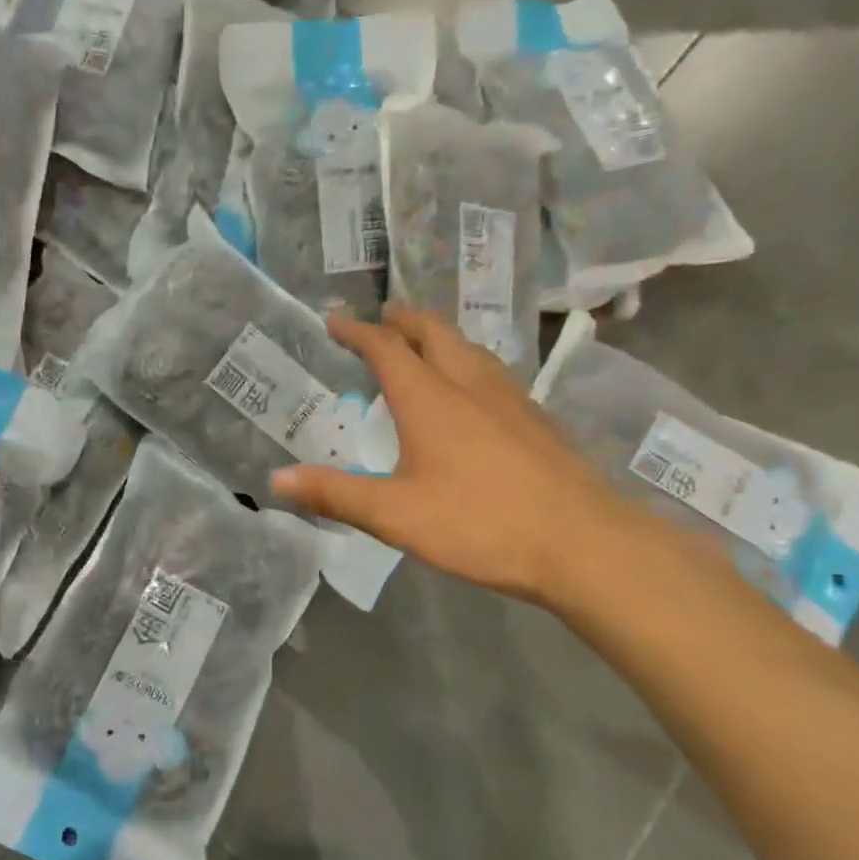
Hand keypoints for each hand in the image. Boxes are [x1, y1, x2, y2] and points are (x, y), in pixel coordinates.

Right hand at [270, 307, 635, 606]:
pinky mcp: (536, 420)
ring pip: (469, 349)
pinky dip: (466, 363)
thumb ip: (335, 494)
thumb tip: (275, 480)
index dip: (357, 331)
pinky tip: (472, 392)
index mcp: (429, 399)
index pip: (386, 348)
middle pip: (434, 333)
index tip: (335, 319)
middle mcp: (469, 385)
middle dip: (404, 320)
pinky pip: (491, 372)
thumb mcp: (395, 515)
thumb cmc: (480, 523)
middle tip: (382, 316)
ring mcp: (510, 399)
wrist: (583, 543)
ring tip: (423, 343)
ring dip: (439, 337)